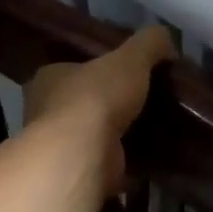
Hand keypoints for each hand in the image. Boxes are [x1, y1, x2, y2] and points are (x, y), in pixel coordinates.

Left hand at [23, 26, 174, 197]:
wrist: (83, 154)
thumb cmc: (97, 96)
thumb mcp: (131, 57)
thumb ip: (149, 43)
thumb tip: (166, 38)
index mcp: (50, 78)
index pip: (73, 68)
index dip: (99, 69)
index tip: (128, 72)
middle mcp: (46, 111)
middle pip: (84, 102)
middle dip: (111, 104)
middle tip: (146, 100)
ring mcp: (61, 146)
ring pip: (94, 135)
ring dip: (119, 134)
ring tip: (154, 128)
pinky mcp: (79, 172)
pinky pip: (107, 163)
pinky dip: (127, 161)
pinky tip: (151, 156)